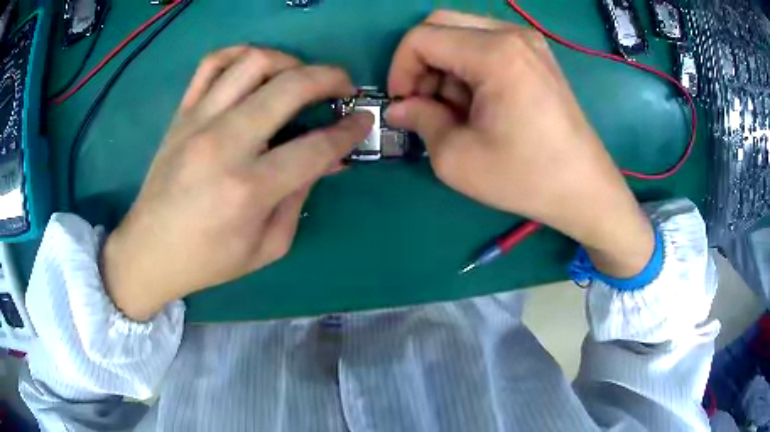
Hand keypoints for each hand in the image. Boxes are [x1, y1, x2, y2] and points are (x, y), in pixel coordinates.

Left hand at [101, 46, 372, 320]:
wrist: (150, 251)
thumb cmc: (209, 260)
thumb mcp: (268, 245)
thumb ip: (301, 196)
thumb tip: (331, 158)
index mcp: (249, 190)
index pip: (316, 146)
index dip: (350, 130)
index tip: (363, 121)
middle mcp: (224, 145)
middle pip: (290, 87)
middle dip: (330, 78)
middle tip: (343, 86)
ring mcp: (198, 122)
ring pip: (253, 62)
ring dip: (290, 61)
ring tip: (300, 76)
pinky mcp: (181, 114)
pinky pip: (211, 63)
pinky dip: (240, 53)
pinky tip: (256, 66)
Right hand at [386, 11, 653, 277]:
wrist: (584, 189)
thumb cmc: (525, 177)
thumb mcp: (457, 158)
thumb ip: (420, 121)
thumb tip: (399, 107)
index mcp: (494, 53)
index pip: (421, 38)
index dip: (400, 69)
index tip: (403, 104)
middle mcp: (512, 34)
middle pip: (440, 24)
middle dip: (421, 61)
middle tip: (426, 102)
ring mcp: (528, 41)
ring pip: (462, 32)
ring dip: (446, 65)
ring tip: (458, 108)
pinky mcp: (536, 54)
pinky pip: (485, 42)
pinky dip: (469, 65)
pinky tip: (480, 100)